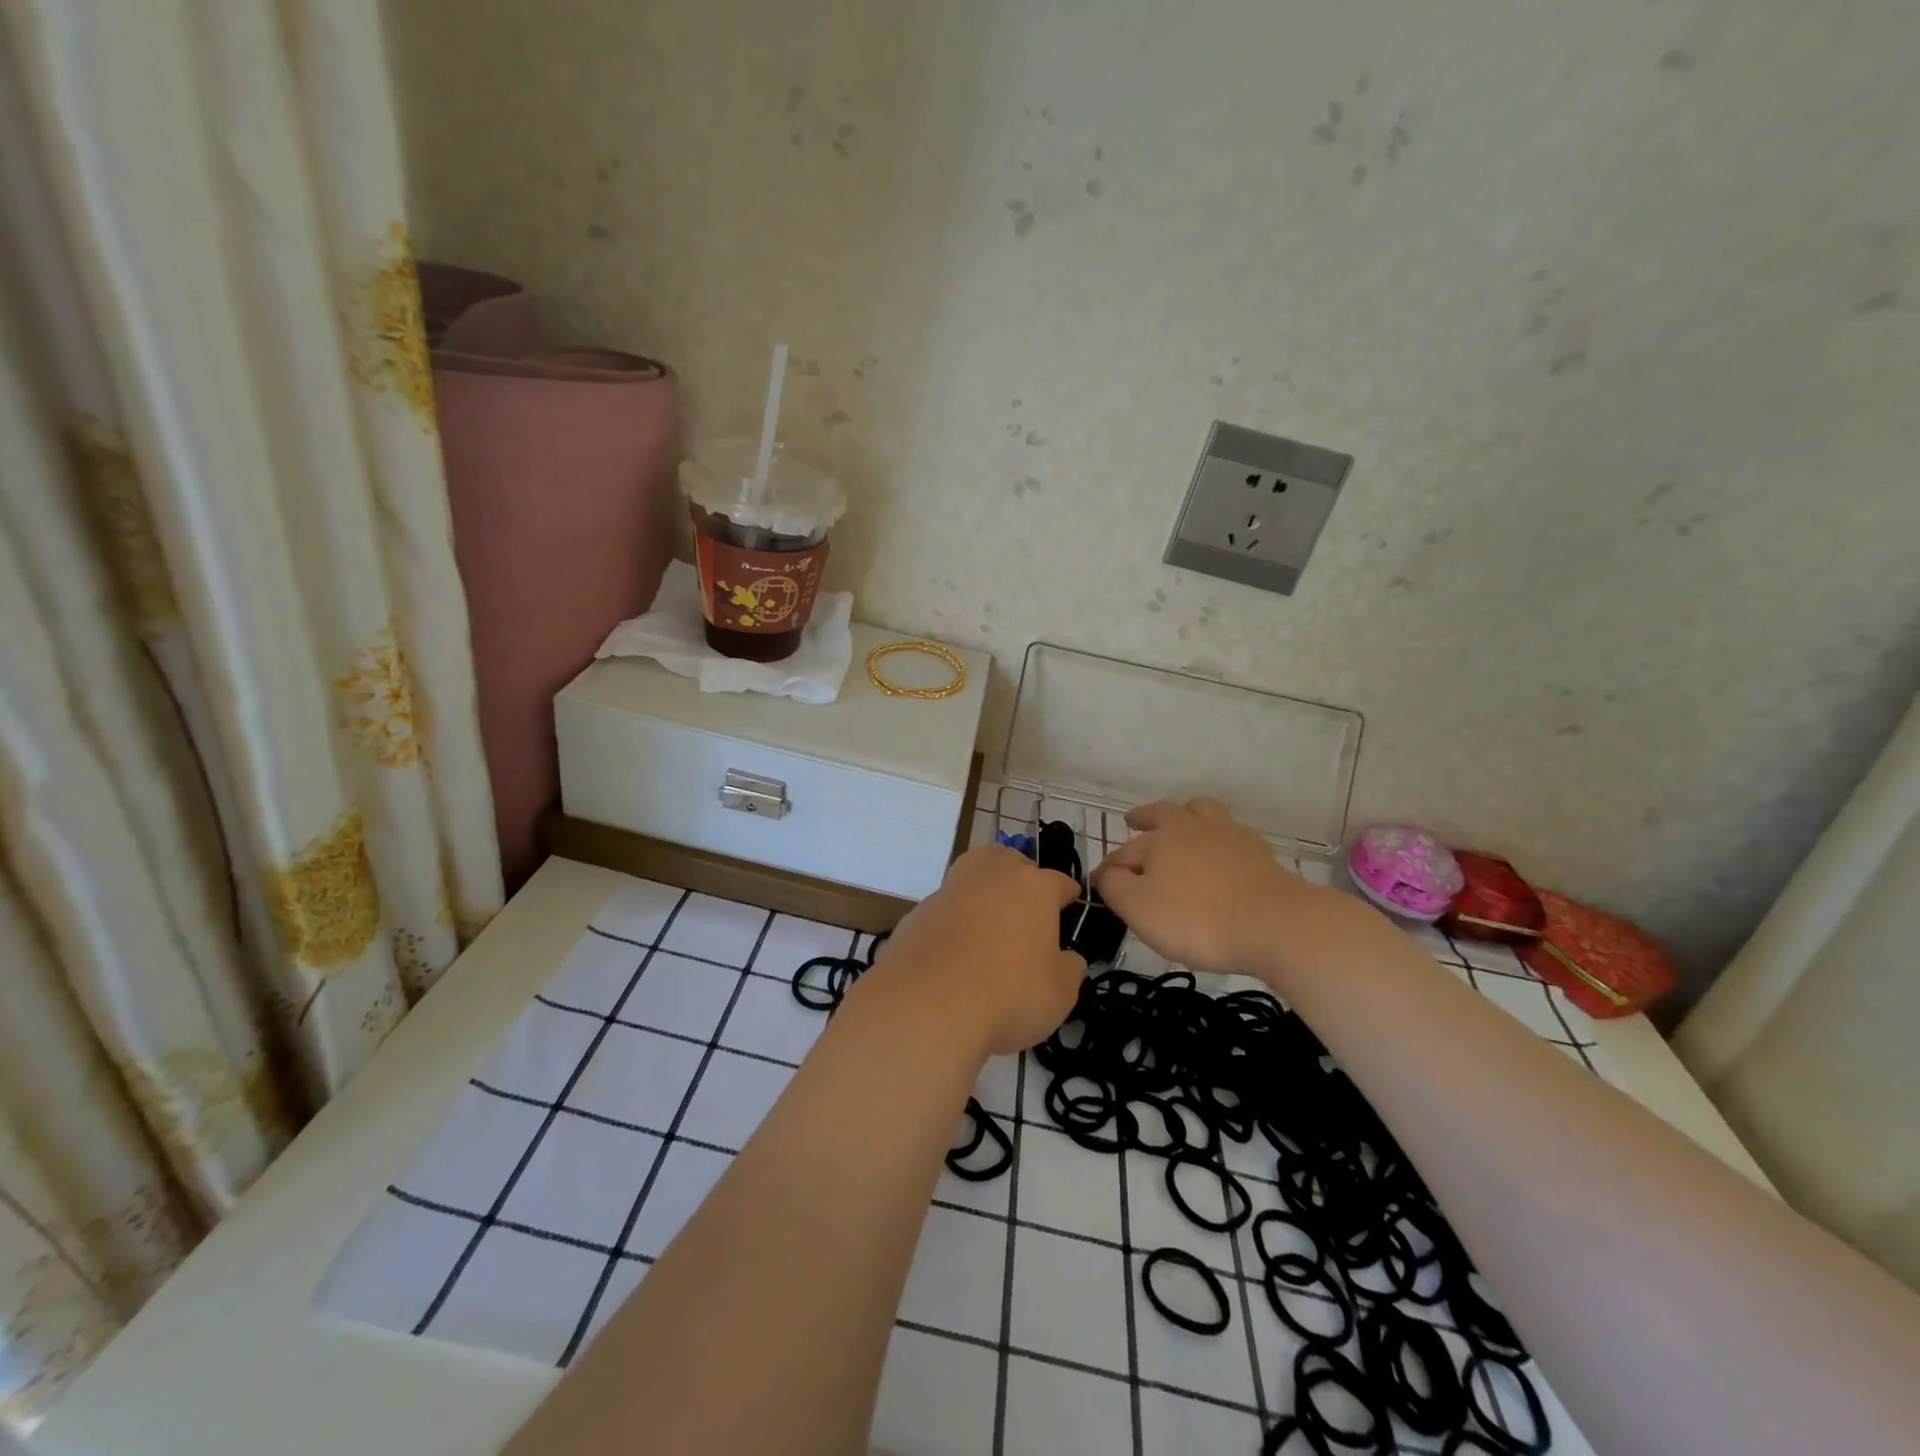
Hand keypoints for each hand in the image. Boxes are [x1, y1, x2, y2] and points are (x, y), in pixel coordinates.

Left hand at [863, 845, 1086, 1058]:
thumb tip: (1068, 959)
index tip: (1069, 908)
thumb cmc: (1009, 994)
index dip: (1067, 897)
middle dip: (1024, 878)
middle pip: (1013, 862)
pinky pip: (947, 905)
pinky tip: (956, 945)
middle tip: (1027, 909)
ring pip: (975, 871)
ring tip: (991, 914)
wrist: (928, 1004)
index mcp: (1035, 887)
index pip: (1060, 882)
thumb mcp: (1060, 994)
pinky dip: (955, 916)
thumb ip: (1070, 969)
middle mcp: (993, 875)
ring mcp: (952, 888)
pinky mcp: (920, 909)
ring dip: (986, 886)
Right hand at [1092, 797, 1364, 979]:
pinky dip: (1218, 838)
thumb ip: (1114, 887)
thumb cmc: (1196, 918)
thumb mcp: (1139, 909)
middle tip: (1135, 820)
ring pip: (1203, 811)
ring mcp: (1230, 835)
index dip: (1109, 869)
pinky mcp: (1259, 852)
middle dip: (1145, 817)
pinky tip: (1221, 852)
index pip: (1124, 852)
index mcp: (1160, 838)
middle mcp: (1192, 826)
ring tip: (1182, 822)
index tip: (1100, 883)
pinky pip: (1231, 834)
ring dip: (1187, 814)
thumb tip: (1105, 873)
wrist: (1274, 924)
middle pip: (1164, 813)